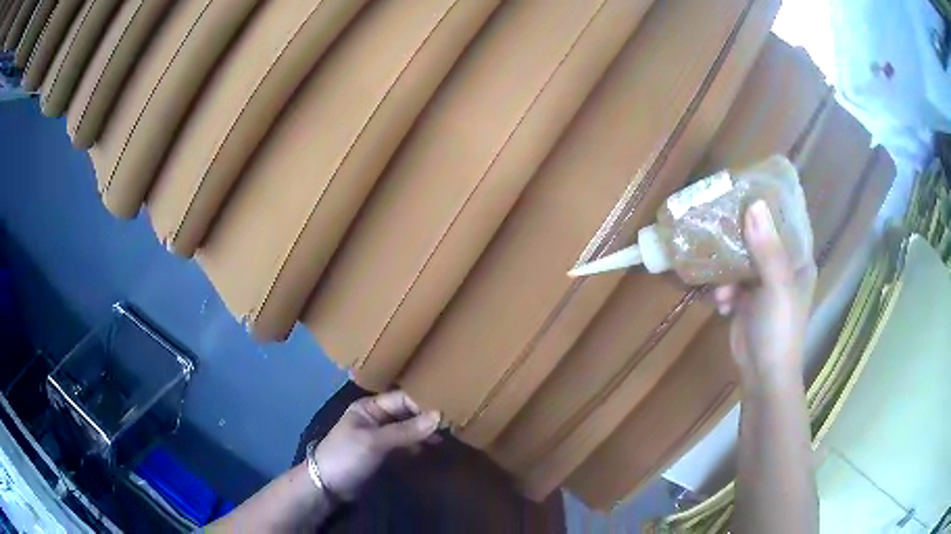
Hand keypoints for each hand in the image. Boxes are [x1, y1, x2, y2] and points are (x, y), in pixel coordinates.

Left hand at [314, 390, 439, 499]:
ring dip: (424, 433)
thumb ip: (406, 430)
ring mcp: (379, 436)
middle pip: (407, 413)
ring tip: (447, 439)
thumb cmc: (346, 456)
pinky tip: (430, 450)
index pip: (403, 399)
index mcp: (369, 407)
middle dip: (427, 418)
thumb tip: (439, 416)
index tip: (448, 412)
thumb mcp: (375, 441)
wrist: (327, 485)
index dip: (424, 404)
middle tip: (453, 427)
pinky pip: (404, 445)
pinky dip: (417, 446)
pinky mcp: (382, 453)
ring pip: (407, 429)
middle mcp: (376, 418)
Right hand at [713, 200, 815, 384]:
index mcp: (798, 261)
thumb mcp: (777, 288)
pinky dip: (723, 290)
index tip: (747, 186)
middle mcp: (782, 268)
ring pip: (741, 258)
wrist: (762, 376)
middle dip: (740, 231)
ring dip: (727, 268)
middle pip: (760, 236)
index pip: (787, 221)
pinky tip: (720, 304)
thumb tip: (754, 204)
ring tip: (721, 283)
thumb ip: (767, 249)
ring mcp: (763, 284)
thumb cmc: (780, 331)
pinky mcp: (746, 300)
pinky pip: (730, 281)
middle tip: (719, 218)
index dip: (770, 203)